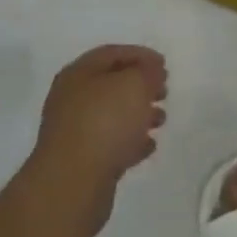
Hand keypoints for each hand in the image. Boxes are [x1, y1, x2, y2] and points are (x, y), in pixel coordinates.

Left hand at [27, 45, 167, 230]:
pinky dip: (131, 141)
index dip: (140, 55)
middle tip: (164, 91)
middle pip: (111, 84)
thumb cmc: (104, 122)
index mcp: (79, 73)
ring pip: (112, 115)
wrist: (73, 183)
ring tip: (161, 120)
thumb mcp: (134, 85)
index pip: (112, 54)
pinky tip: (149, 146)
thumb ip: (147, 72)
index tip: (164, 65)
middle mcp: (72, 98)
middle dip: (140, 85)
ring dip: (138, 114)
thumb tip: (151, 71)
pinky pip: (110, 143)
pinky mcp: (81, 161)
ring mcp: (74, 131)